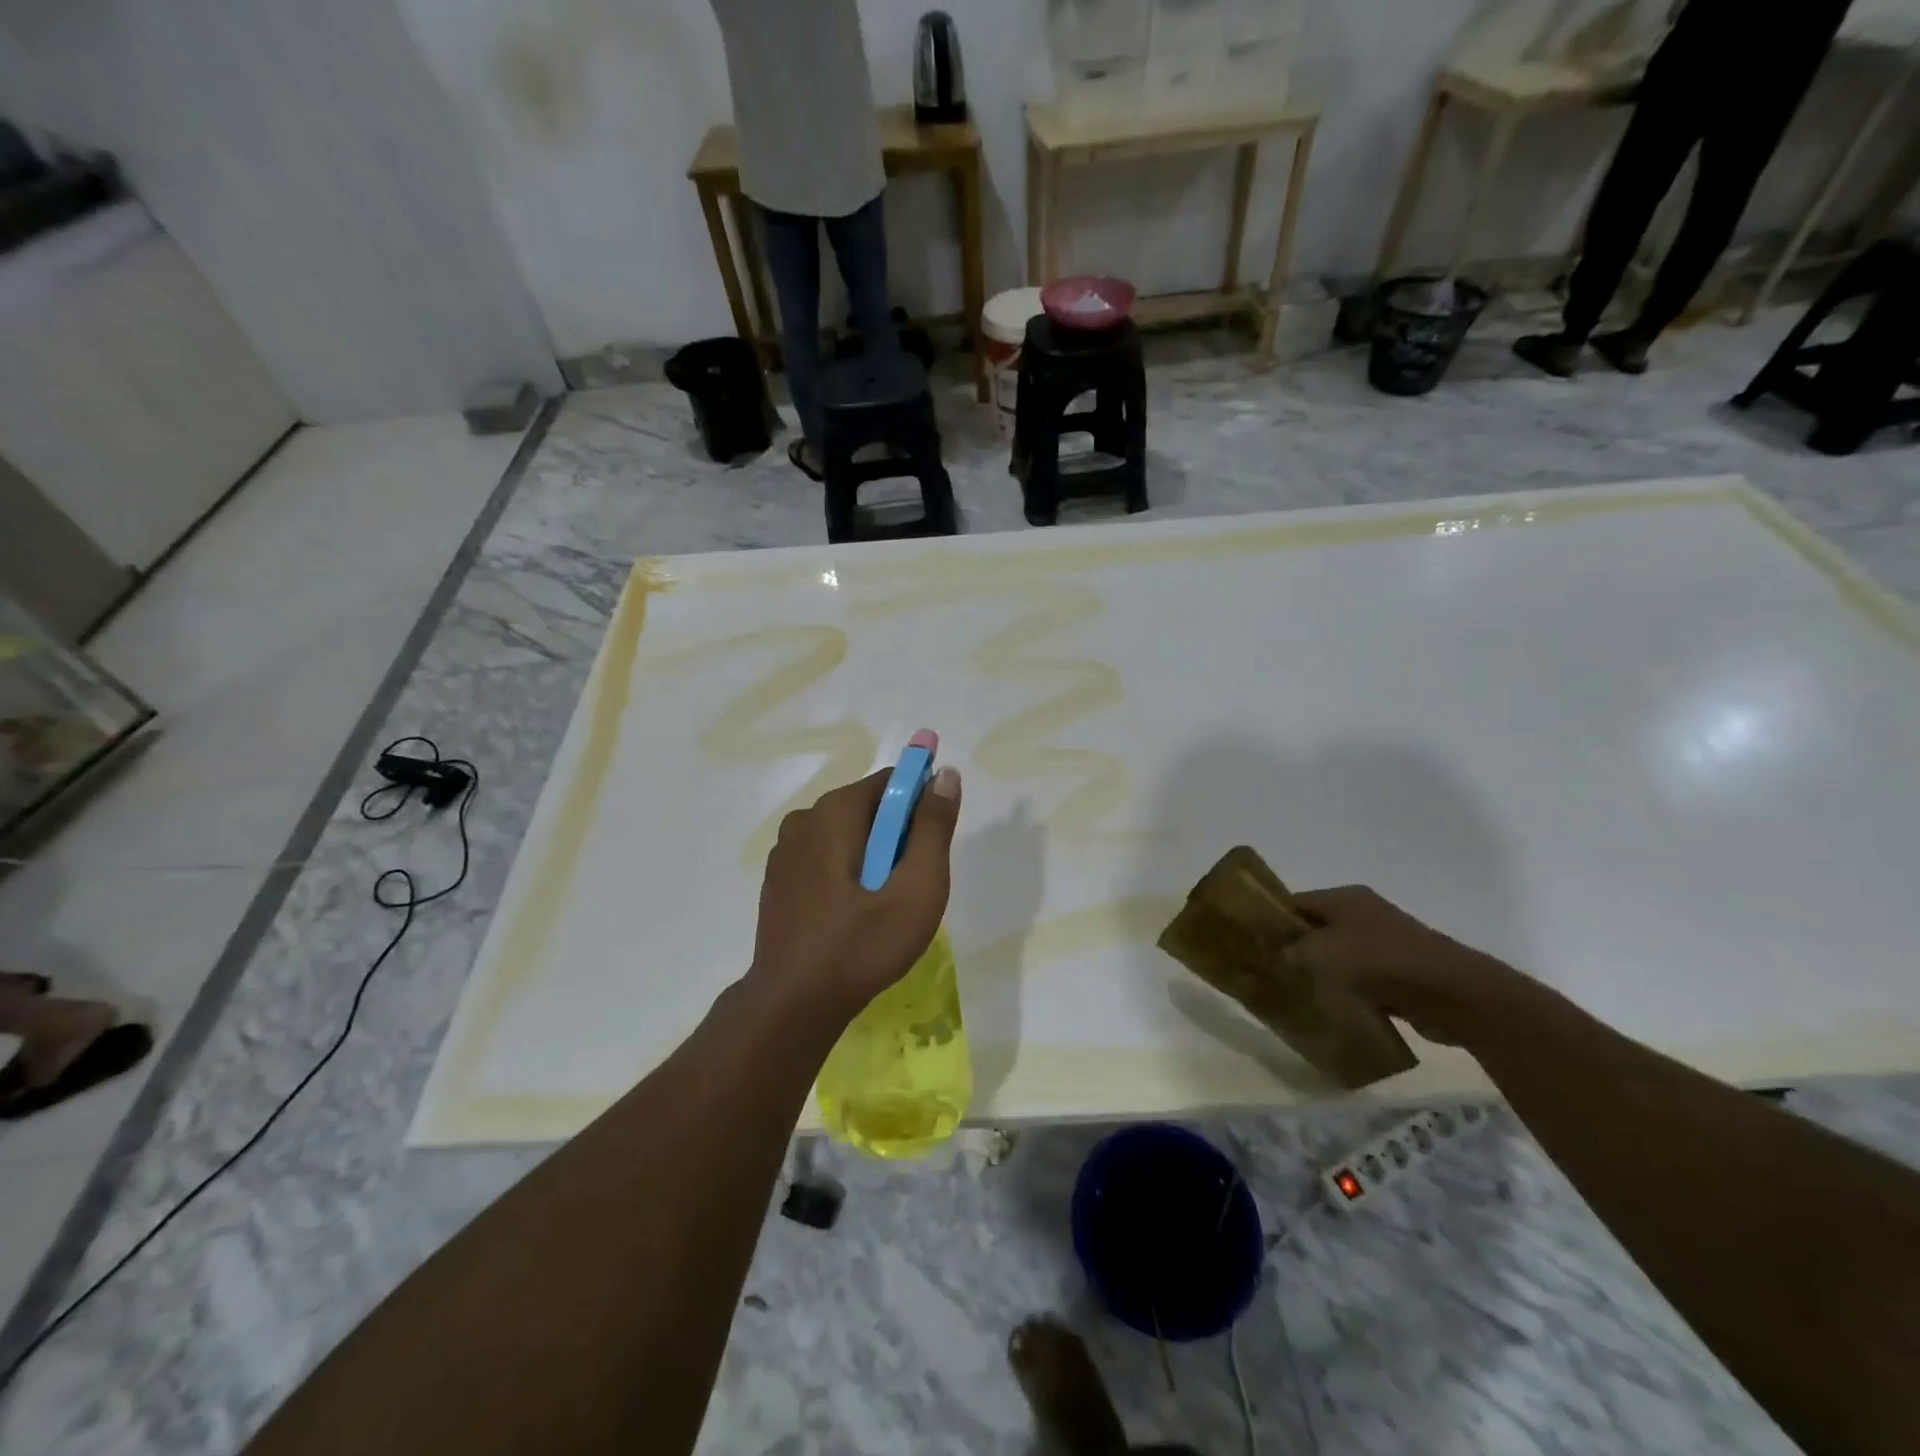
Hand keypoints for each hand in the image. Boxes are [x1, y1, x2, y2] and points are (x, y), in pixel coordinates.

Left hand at [748, 765, 961, 1023]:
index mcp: (835, 811)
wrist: (793, 1005)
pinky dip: (846, 873)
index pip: (892, 782)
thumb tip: (945, 774)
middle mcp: (804, 818)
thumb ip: (933, 827)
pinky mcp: (777, 879)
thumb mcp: (916, 888)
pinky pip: (825, 858)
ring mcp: (785, 850)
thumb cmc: (862, 945)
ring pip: (846, 835)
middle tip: (910, 887)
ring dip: (872, 857)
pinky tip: (852, 915)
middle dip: (897, 837)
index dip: (921, 807)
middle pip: (869, 808)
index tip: (932, 849)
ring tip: (883, 906)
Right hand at [1285, 885, 1536, 1046]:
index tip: (1254, 944)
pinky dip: (1350, 989)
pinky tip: (1335, 1006)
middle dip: (1298, 948)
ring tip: (1300, 992)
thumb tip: (1283, 953)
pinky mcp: (1402, 970)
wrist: (1452, 992)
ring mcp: (1387, 941)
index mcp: (1344, 898)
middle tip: (1274, 970)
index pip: (1295, 902)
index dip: (1273, 920)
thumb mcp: (1321, 953)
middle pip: (1318, 927)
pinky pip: (1364, 977)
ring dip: (1325, 971)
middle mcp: (1364, 913)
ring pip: (1341, 954)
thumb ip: (1294, 950)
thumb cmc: (1378, 962)